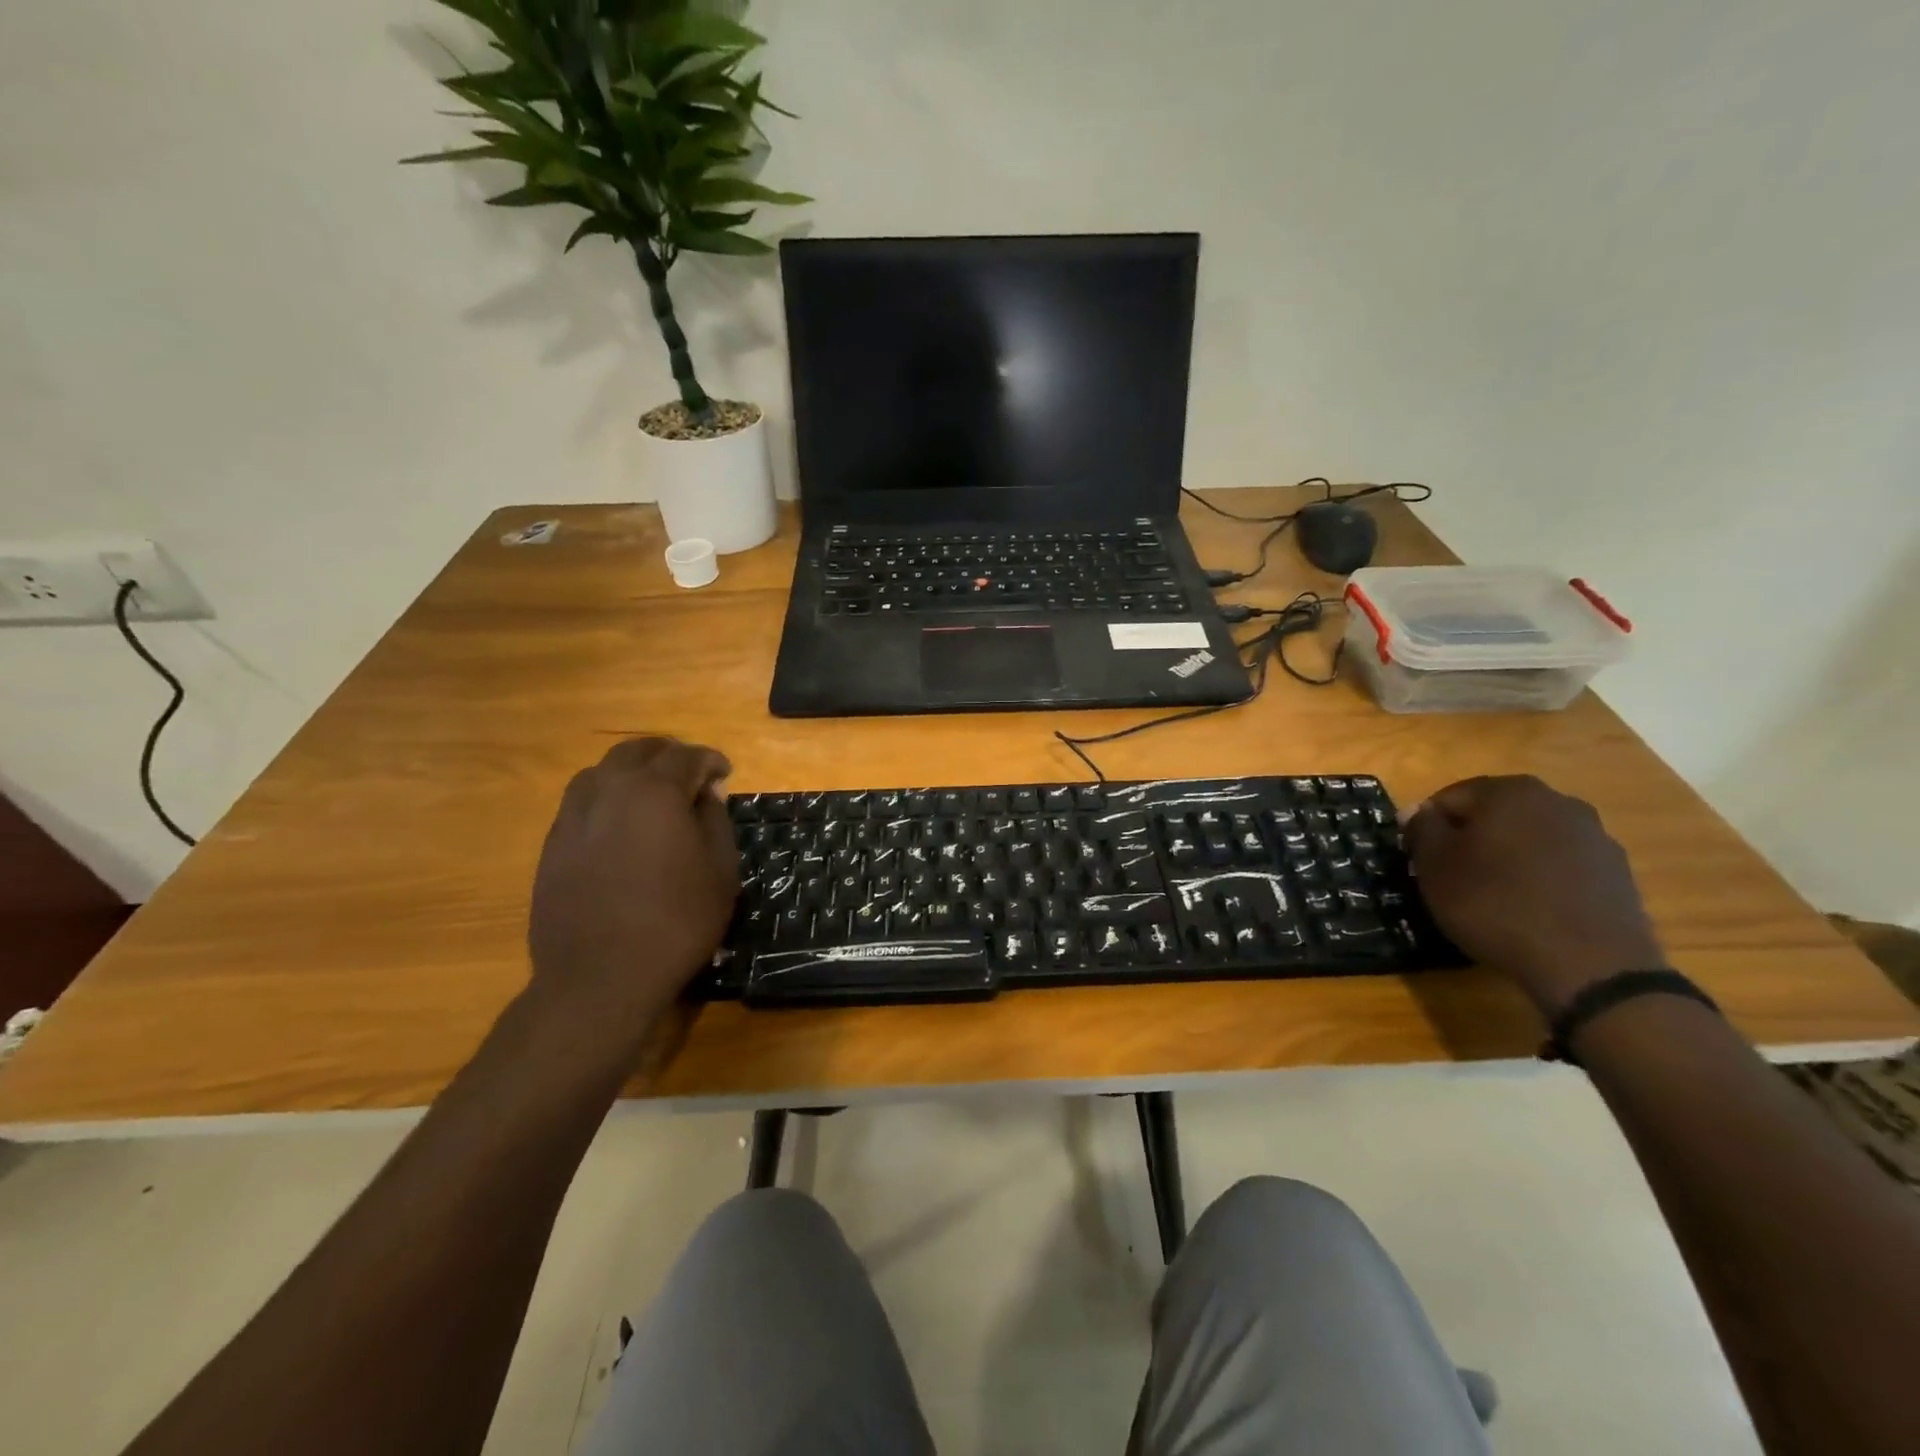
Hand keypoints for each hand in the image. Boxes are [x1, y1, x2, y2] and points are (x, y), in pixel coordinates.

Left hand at [528, 738, 737, 1035]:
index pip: (687, 756)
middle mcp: (609, 790)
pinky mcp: (553, 844)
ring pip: (602, 771)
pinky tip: (619, 824)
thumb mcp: (720, 871)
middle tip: (689, 774)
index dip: (711, 761)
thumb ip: (716, 821)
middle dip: (668, 755)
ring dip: (631, 772)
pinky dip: (605, 798)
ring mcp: (573, 816)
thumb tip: (706, 793)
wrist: (599, 978)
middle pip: (638, 751)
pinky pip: (581, 801)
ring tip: (651, 793)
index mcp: (655, 791)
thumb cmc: (676, 922)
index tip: (724, 774)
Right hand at [1404, 775, 1664, 1012]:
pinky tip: (1529, 910)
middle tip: (1452, 878)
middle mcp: (1558, 801)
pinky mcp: (1617, 873)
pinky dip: (1539, 879)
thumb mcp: (1435, 865)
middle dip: (1470, 840)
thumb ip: (1421, 828)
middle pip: (1494, 815)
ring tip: (1492, 898)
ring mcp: (1595, 837)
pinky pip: (1560, 866)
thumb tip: (1418, 811)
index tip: (1420, 861)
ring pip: (1529, 840)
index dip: (1428, 829)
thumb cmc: (1495, 904)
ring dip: (1507, 859)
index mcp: (1510, 791)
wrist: (1590, 965)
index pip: (1450, 798)